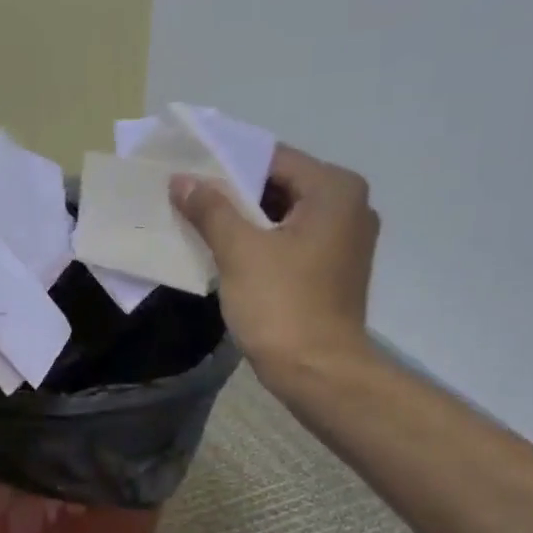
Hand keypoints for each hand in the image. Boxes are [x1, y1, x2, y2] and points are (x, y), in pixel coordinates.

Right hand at [170, 145, 379, 381]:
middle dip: (235, 195)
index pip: (272, 159)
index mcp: (335, 189)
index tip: (189, 175)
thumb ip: (210, 209)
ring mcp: (347, 240)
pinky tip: (230, 254)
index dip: (227, 165)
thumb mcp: (240, 251)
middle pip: (281, 186)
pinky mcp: (336, 270)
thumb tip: (182, 180)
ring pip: (285, 216)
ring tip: (202, 226)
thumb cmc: (282, 306)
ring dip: (246, 221)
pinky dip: (264, 244)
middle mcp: (350, 206)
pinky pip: (293, 242)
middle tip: (189, 201)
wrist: (318, 373)